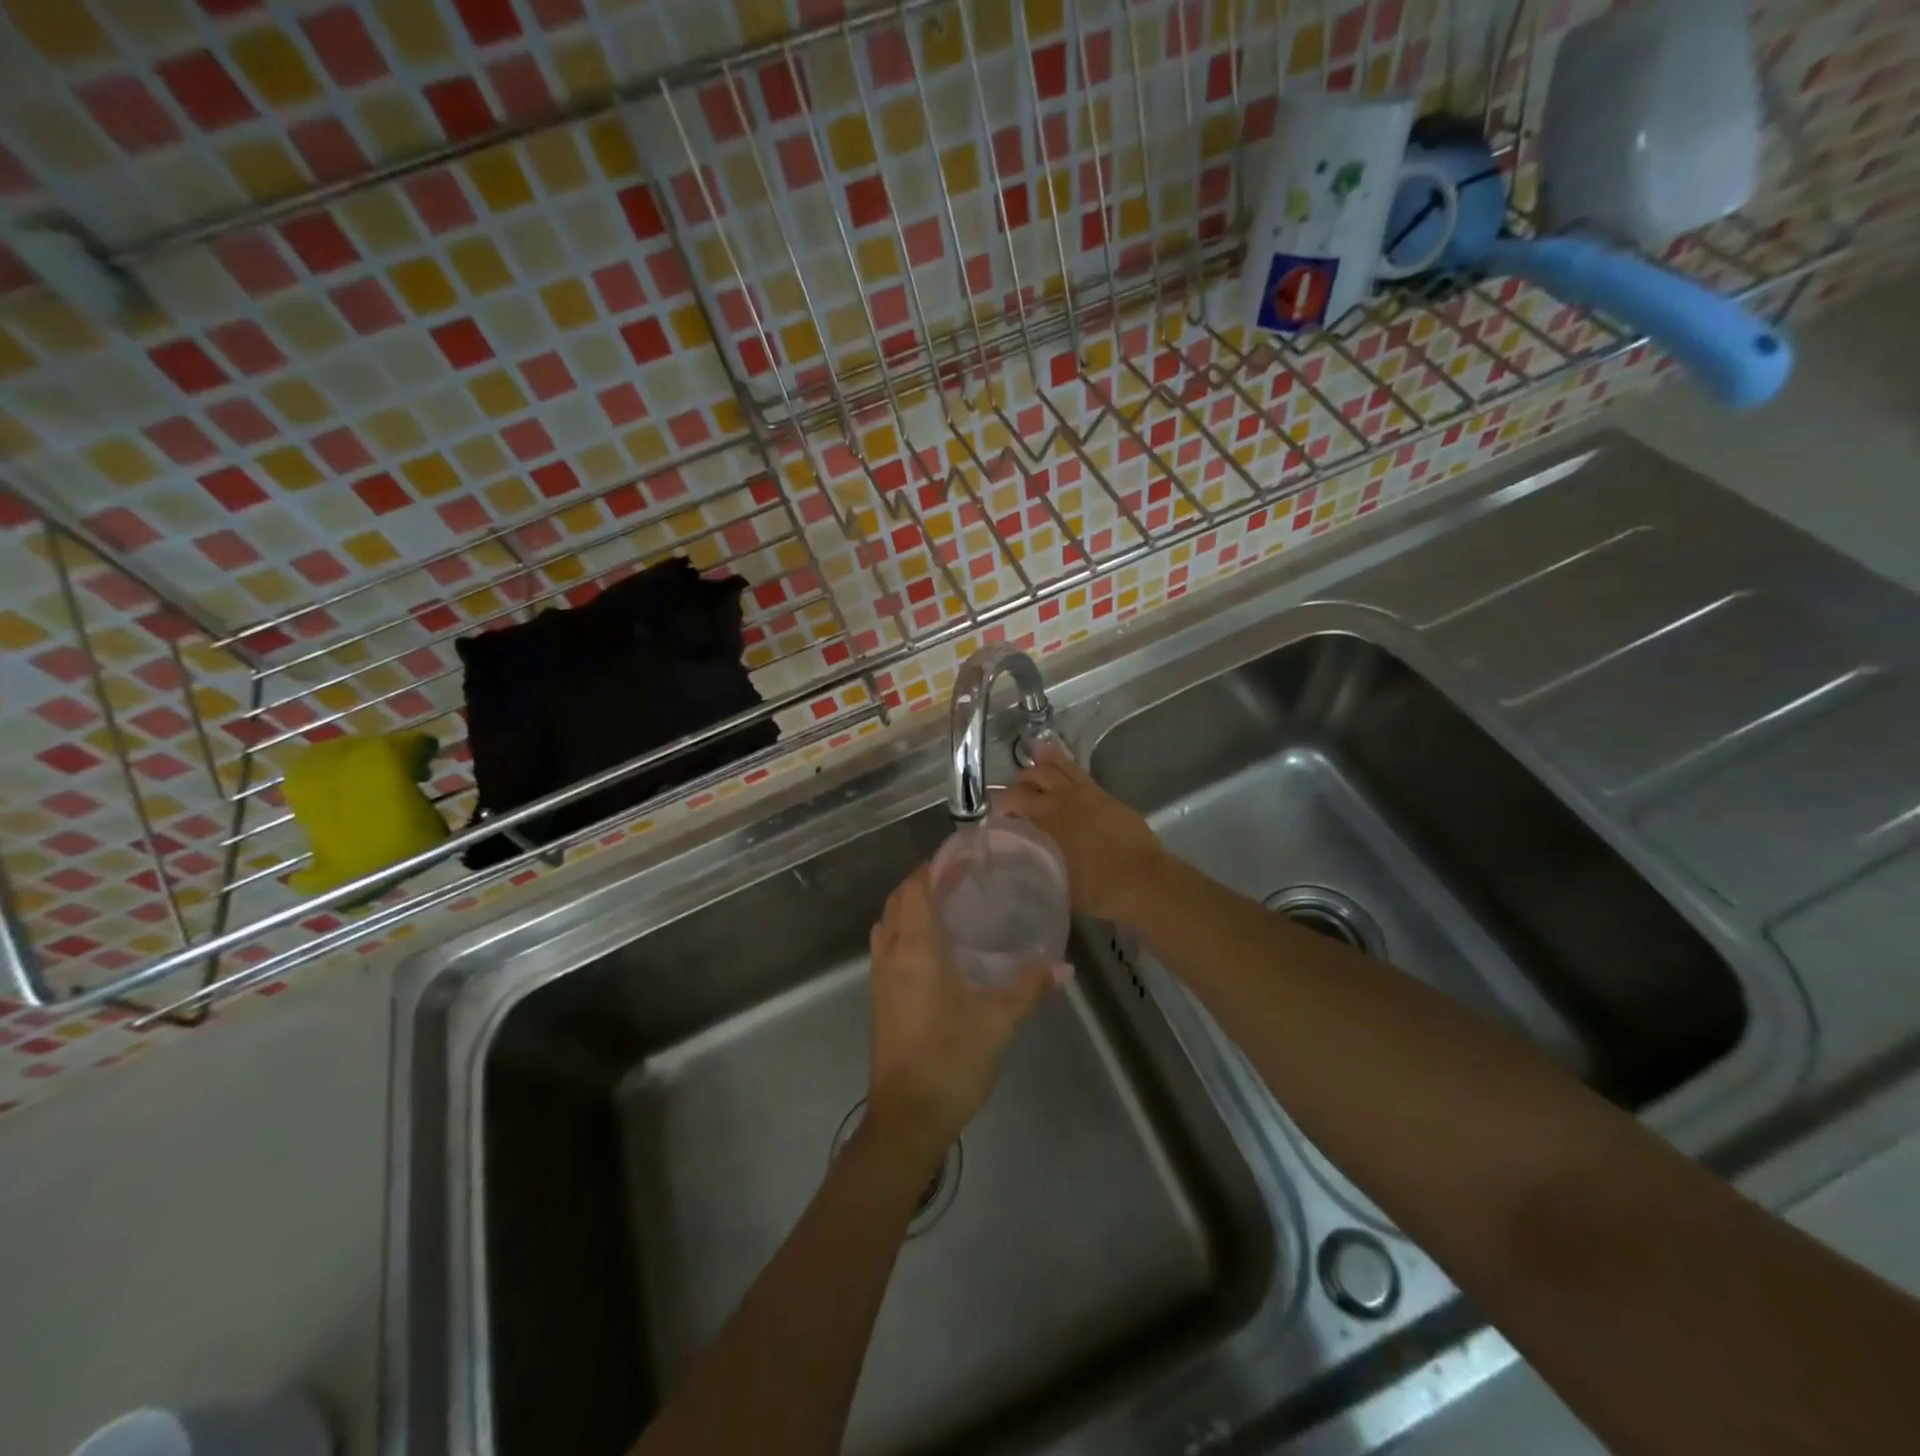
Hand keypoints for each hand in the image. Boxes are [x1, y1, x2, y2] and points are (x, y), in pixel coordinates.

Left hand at [867, 866, 1057, 1149]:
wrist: (906, 1118)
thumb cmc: (951, 1060)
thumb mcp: (998, 1021)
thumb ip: (1029, 987)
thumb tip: (1062, 965)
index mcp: (916, 949)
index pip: (915, 888)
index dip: (933, 868)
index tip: (962, 859)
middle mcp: (892, 954)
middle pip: (897, 900)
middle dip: (922, 883)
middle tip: (960, 880)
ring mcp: (880, 977)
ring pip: (887, 923)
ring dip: (909, 906)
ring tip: (946, 906)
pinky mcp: (879, 998)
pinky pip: (886, 947)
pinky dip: (903, 930)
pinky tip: (933, 948)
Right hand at [992, 740, 1168, 921]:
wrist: (1143, 879)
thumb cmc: (1096, 887)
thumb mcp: (1055, 884)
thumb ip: (1036, 869)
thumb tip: (1023, 867)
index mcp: (1045, 817)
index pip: (1011, 799)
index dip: (998, 804)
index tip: (995, 816)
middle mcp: (1062, 798)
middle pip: (1032, 777)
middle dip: (1017, 783)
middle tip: (1013, 796)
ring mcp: (1087, 793)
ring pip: (1058, 766)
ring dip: (1042, 762)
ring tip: (1034, 757)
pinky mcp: (1106, 796)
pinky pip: (1079, 773)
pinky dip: (1065, 766)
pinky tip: (1063, 770)